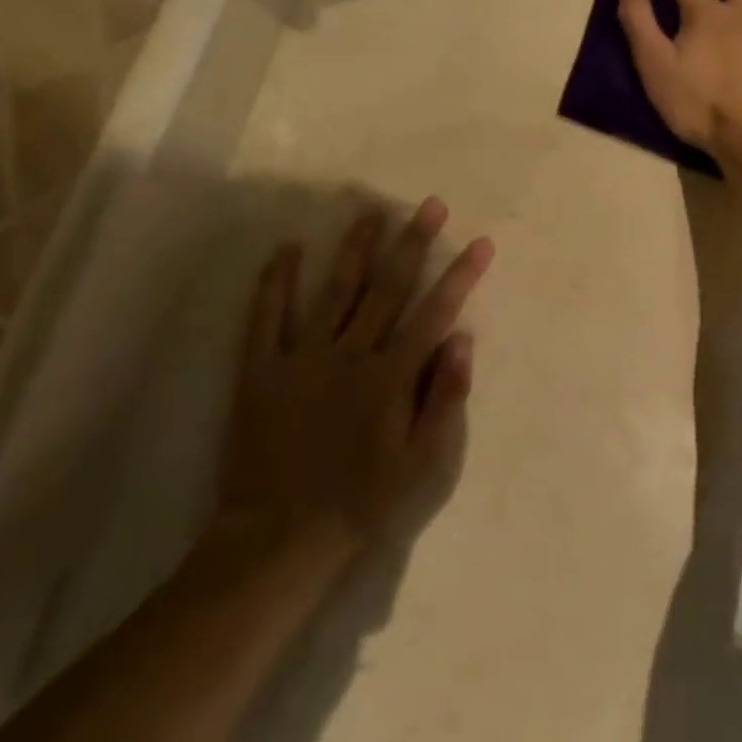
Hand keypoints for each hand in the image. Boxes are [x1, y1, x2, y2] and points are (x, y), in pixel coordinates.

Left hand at [218, 198, 494, 554]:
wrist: (280, 536)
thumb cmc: (362, 502)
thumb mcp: (422, 464)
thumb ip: (443, 399)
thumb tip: (461, 340)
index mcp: (390, 377)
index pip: (434, 313)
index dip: (460, 276)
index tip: (480, 243)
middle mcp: (350, 354)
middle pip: (387, 288)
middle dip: (413, 243)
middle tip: (430, 205)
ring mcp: (302, 358)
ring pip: (334, 291)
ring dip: (355, 249)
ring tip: (370, 211)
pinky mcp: (261, 370)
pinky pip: (266, 317)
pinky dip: (275, 282)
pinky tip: (286, 249)